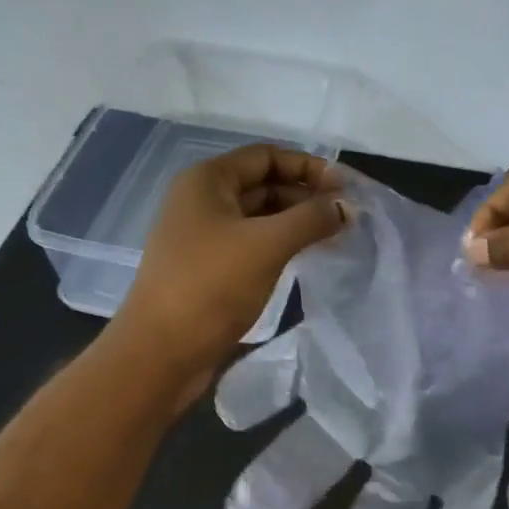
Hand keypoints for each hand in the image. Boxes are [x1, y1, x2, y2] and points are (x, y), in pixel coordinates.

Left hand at [117, 144, 346, 384]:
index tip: (345, 188)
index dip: (308, 166)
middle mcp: (201, 200)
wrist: (161, 353)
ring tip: (334, 236)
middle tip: (346, 216)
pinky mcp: (207, 268)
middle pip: (263, 184)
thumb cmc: (211, 286)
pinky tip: (305, 257)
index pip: (266, 156)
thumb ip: (311, 219)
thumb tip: (347, 207)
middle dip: (306, 195)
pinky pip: (251, 243)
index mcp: (207, 181)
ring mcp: (202, 236)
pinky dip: (280, 244)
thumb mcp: (268, 245)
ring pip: (259, 216)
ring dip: (296, 221)